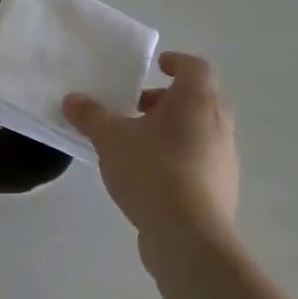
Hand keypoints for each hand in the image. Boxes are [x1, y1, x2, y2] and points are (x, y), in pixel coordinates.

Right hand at [64, 52, 238, 256]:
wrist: (189, 236)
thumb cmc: (152, 171)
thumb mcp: (110, 138)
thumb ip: (90, 115)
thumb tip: (73, 99)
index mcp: (196, 103)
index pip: (196, 67)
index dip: (176, 62)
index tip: (155, 66)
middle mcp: (218, 126)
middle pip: (200, 99)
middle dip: (168, 99)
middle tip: (137, 106)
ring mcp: (224, 159)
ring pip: (200, 131)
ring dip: (172, 129)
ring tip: (136, 143)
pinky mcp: (221, 189)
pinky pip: (199, 160)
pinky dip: (177, 156)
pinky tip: (148, 174)